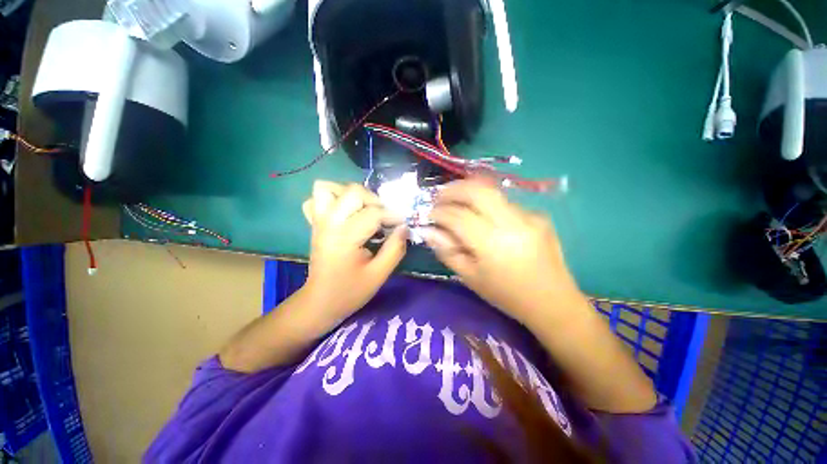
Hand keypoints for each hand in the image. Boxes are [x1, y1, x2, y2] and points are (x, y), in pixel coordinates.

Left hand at [300, 181, 407, 326]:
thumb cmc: (350, 291)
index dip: (393, 216)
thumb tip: (404, 227)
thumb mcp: (379, 274)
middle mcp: (329, 223)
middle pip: (352, 191)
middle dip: (374, 200)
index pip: (373, 213)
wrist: (320, 302)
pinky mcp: (314, 223)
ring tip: (363, 210)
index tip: (403, 223)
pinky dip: (331, 199)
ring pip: (328, 188)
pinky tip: (345, 213)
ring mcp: (318, 221)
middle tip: (383, 217)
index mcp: (345, 237)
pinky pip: (316, 199)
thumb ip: (395, 249)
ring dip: (350, 194)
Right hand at [425, 179, 580, 324]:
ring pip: (492, 191)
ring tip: (456, 201)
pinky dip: (488, 205)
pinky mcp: (538, 215)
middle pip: (477, 189)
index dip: (438, 212)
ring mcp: (529, 215)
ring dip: (469, 193)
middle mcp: (512, 222)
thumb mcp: (469, 277)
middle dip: (453, 189)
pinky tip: (484, 217)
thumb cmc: (506, 295)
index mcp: (492, 243)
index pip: (457, 216)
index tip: (428, 214)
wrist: (552, 301)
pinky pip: (505, 203)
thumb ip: (446, 250)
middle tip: (439, 196)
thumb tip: (427, 230)